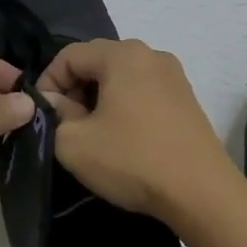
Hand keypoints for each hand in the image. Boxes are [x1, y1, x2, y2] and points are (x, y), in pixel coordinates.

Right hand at [37, 39, 236, 219]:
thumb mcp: (74, 143)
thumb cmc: (132, 160)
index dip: (48, 82)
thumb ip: (55, 115)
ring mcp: (174, 76)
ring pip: (121, 78)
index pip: (69, 55)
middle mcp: (150, 54)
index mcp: (122, 54)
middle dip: (74, 90)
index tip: (43, 115)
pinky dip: (125, 107)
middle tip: (65, 125)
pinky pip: (144, 92)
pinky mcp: (187, 99)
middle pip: (97, 62)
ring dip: (99, 100)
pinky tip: (123, 139)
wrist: (202, 193)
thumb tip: (57, 104)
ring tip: (93, 134)